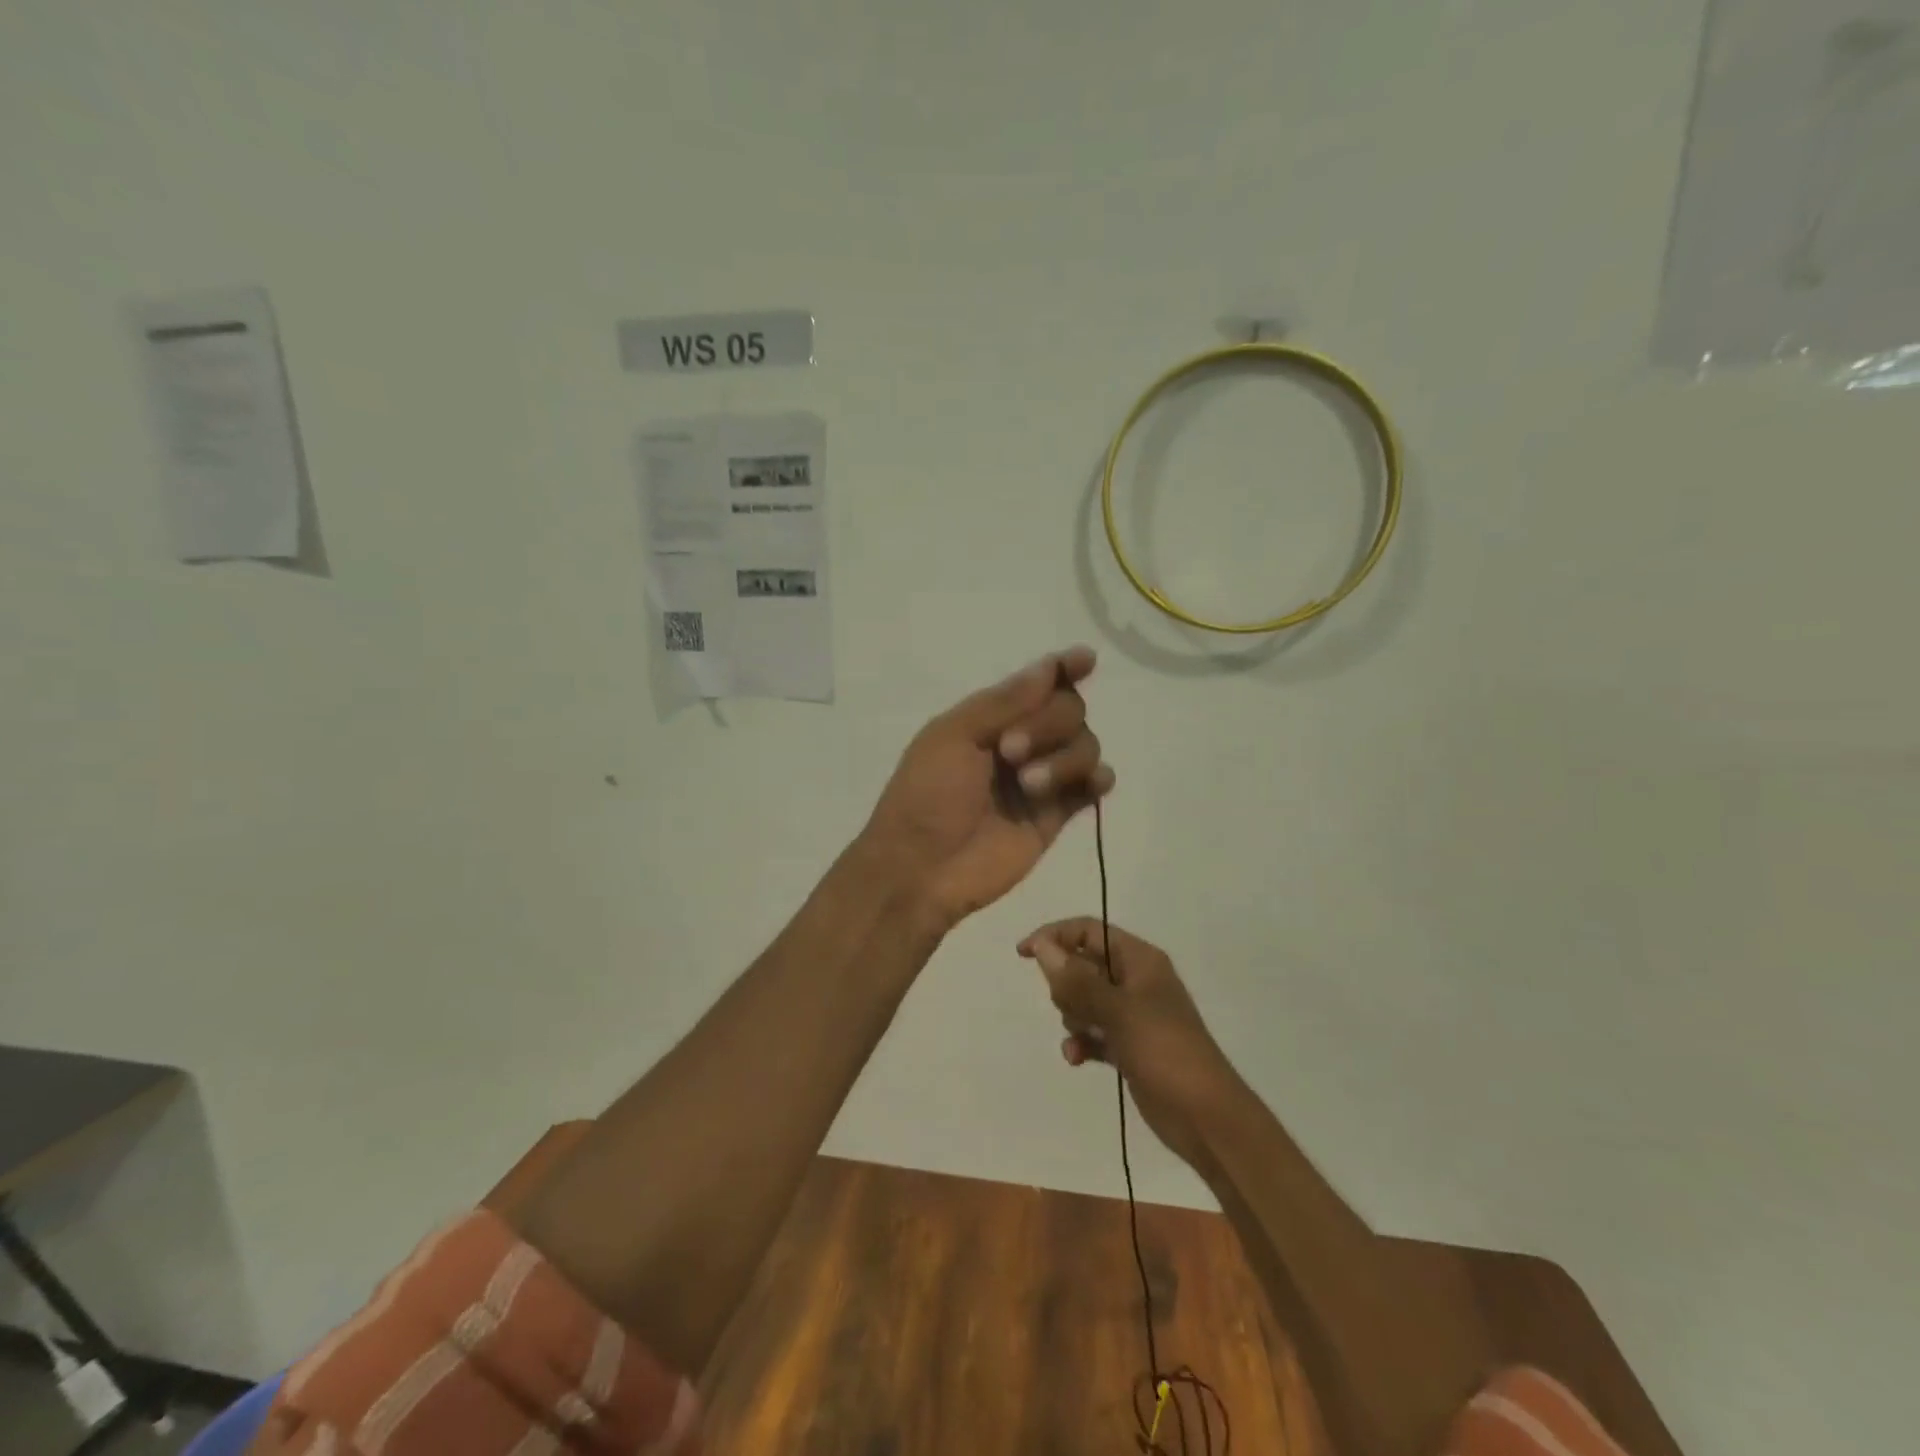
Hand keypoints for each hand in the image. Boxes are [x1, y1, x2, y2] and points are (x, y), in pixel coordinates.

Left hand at [862, 647, 1114, 931]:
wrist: (923, 867)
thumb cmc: (926, 795)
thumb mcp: (953, 736)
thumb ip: (1005, 702)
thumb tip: (1050, 666)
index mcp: (991, 718)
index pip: (1038, 685)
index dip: (1063, 670)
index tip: (1085, 661)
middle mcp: (1022, 742)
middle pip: (1069, 710)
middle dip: (1048, 724)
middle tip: (1009, 752)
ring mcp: (1041, 779)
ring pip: (1085, 746)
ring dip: (1064, 758)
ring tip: (1029, 786)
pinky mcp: (1056, 815)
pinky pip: (1093, 787)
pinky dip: (1098, 779)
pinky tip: (1091, 783)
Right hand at [1017, 919, 1233, 1172]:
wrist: (1206, 1117)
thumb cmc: (1165, 1051)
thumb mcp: (1118, 1011)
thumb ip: (1077, 980)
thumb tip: (1041, 946)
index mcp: (1140, 960)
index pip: (1088, 931)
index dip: (1055, 936)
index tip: (1024, 954)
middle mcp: (1135, 980)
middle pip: (1082, 966)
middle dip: (1067, 987)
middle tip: (1075, 1010)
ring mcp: (1132, 1015)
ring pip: (1084, 1001)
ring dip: (1073, 1018)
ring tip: (1082, 1037)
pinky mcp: (1129, 1046)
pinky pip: (1092, 1032)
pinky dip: (1082, 1042)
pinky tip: (1076, 1059)